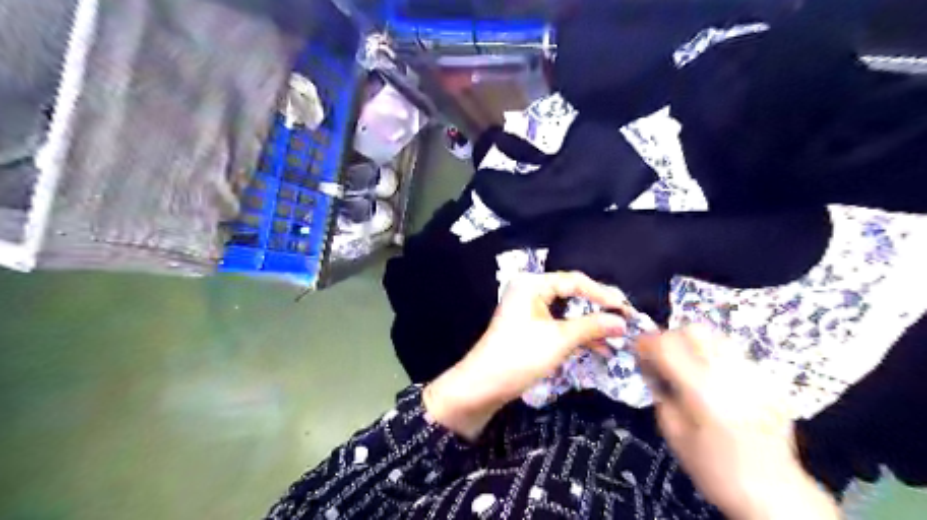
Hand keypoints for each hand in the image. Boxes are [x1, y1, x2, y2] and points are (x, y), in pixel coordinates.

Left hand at [422, 273, 625, 437]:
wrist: (484, 385)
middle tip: (624, 320)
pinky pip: (558, 323)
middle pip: (571, 294)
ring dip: (589, 324)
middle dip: (597, 309)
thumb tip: (623, 322)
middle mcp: (530, 290)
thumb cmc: (521, 356)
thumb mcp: (560, 339)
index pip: (574, 281)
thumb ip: (592, 326)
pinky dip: (576, 333)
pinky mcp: (529, 326)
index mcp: (532, 284)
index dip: (602, 294)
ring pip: (566, 311)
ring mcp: (528, 309)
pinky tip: (598, 346)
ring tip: (616, 336)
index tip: (626, 309)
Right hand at [638, 329, 840, 519]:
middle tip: (660, 355)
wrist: (774, 494)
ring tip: (686, 363)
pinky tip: (712, 378)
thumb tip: (650, 365)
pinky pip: (734, 353)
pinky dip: (714, 356)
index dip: (646, 342)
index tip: (637, 348)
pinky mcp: (769, 380)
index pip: (667, 346)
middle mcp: (731, 376)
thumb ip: (660, 392)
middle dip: (670, 337)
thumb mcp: (673, 433)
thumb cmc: (714, 469)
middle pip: (694, 331)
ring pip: (717, 336)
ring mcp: (755, 376)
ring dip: (693, 343)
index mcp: (703, 392)